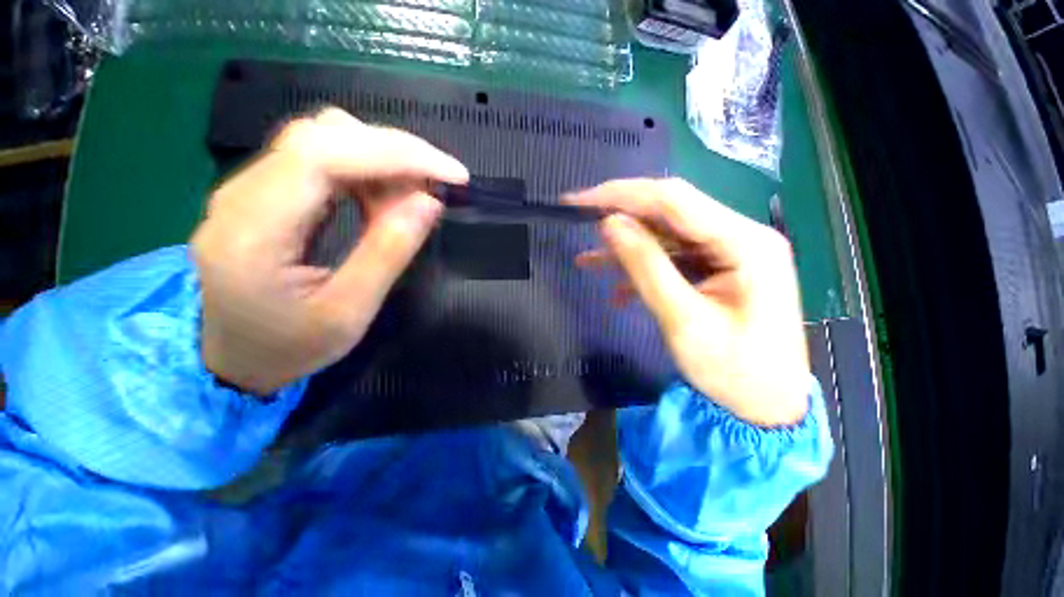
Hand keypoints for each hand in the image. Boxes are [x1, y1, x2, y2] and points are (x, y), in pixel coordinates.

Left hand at [192, 108, 467, 394]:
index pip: (322, 156)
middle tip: (439, 184)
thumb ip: (387, 253)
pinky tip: (385, 196)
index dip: (394, 153)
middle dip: (395, 151)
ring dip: (381, 159)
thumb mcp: (349, 313)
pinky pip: (319, 159)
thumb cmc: (291, 347)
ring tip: (415, 195)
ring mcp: (248, 188)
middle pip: (322, 136)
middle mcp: (240, 194)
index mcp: (252, 231)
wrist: (236, 358)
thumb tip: (429, 202)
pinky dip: (364, 169)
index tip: (451, 173)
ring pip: (322, 139)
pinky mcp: (264, 192)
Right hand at [570, 179, 808, 426]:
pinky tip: (618, 290)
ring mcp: (730, 252)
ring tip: (589, 261)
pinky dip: (642, 269)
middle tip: (581, 221)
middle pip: (670, 211)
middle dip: (622, 215)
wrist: (765, 408)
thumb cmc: (733, 372)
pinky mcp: (718, 268)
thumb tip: (609, 224)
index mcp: (745, 243)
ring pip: (667, 235)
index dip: (622, 195)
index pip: (673, 200)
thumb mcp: (683, 321)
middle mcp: (741, 236)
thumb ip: (646, 267)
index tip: (579, 200)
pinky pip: (673, 258)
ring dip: (627, 247)